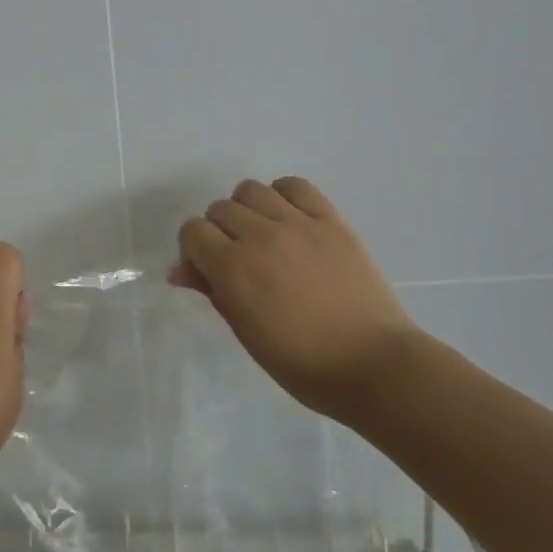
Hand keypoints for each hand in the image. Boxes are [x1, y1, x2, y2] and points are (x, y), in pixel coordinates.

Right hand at [170, 177, 421, 421]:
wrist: (373, 364)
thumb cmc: (301, 363)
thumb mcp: (246, 332)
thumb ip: (211, 291)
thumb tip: (179, 270)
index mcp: (234, 269)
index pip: (193, 231)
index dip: (194, 249)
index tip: (207, 270)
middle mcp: (261, 236)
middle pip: (220, 209)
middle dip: (218, 231)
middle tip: (236, 259)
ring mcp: (299, 224)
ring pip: (252, 190)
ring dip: (247, 209)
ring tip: (262, 235)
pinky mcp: (331, 220)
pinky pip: (295, 186)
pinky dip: (283, 196)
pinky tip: (288, 218)